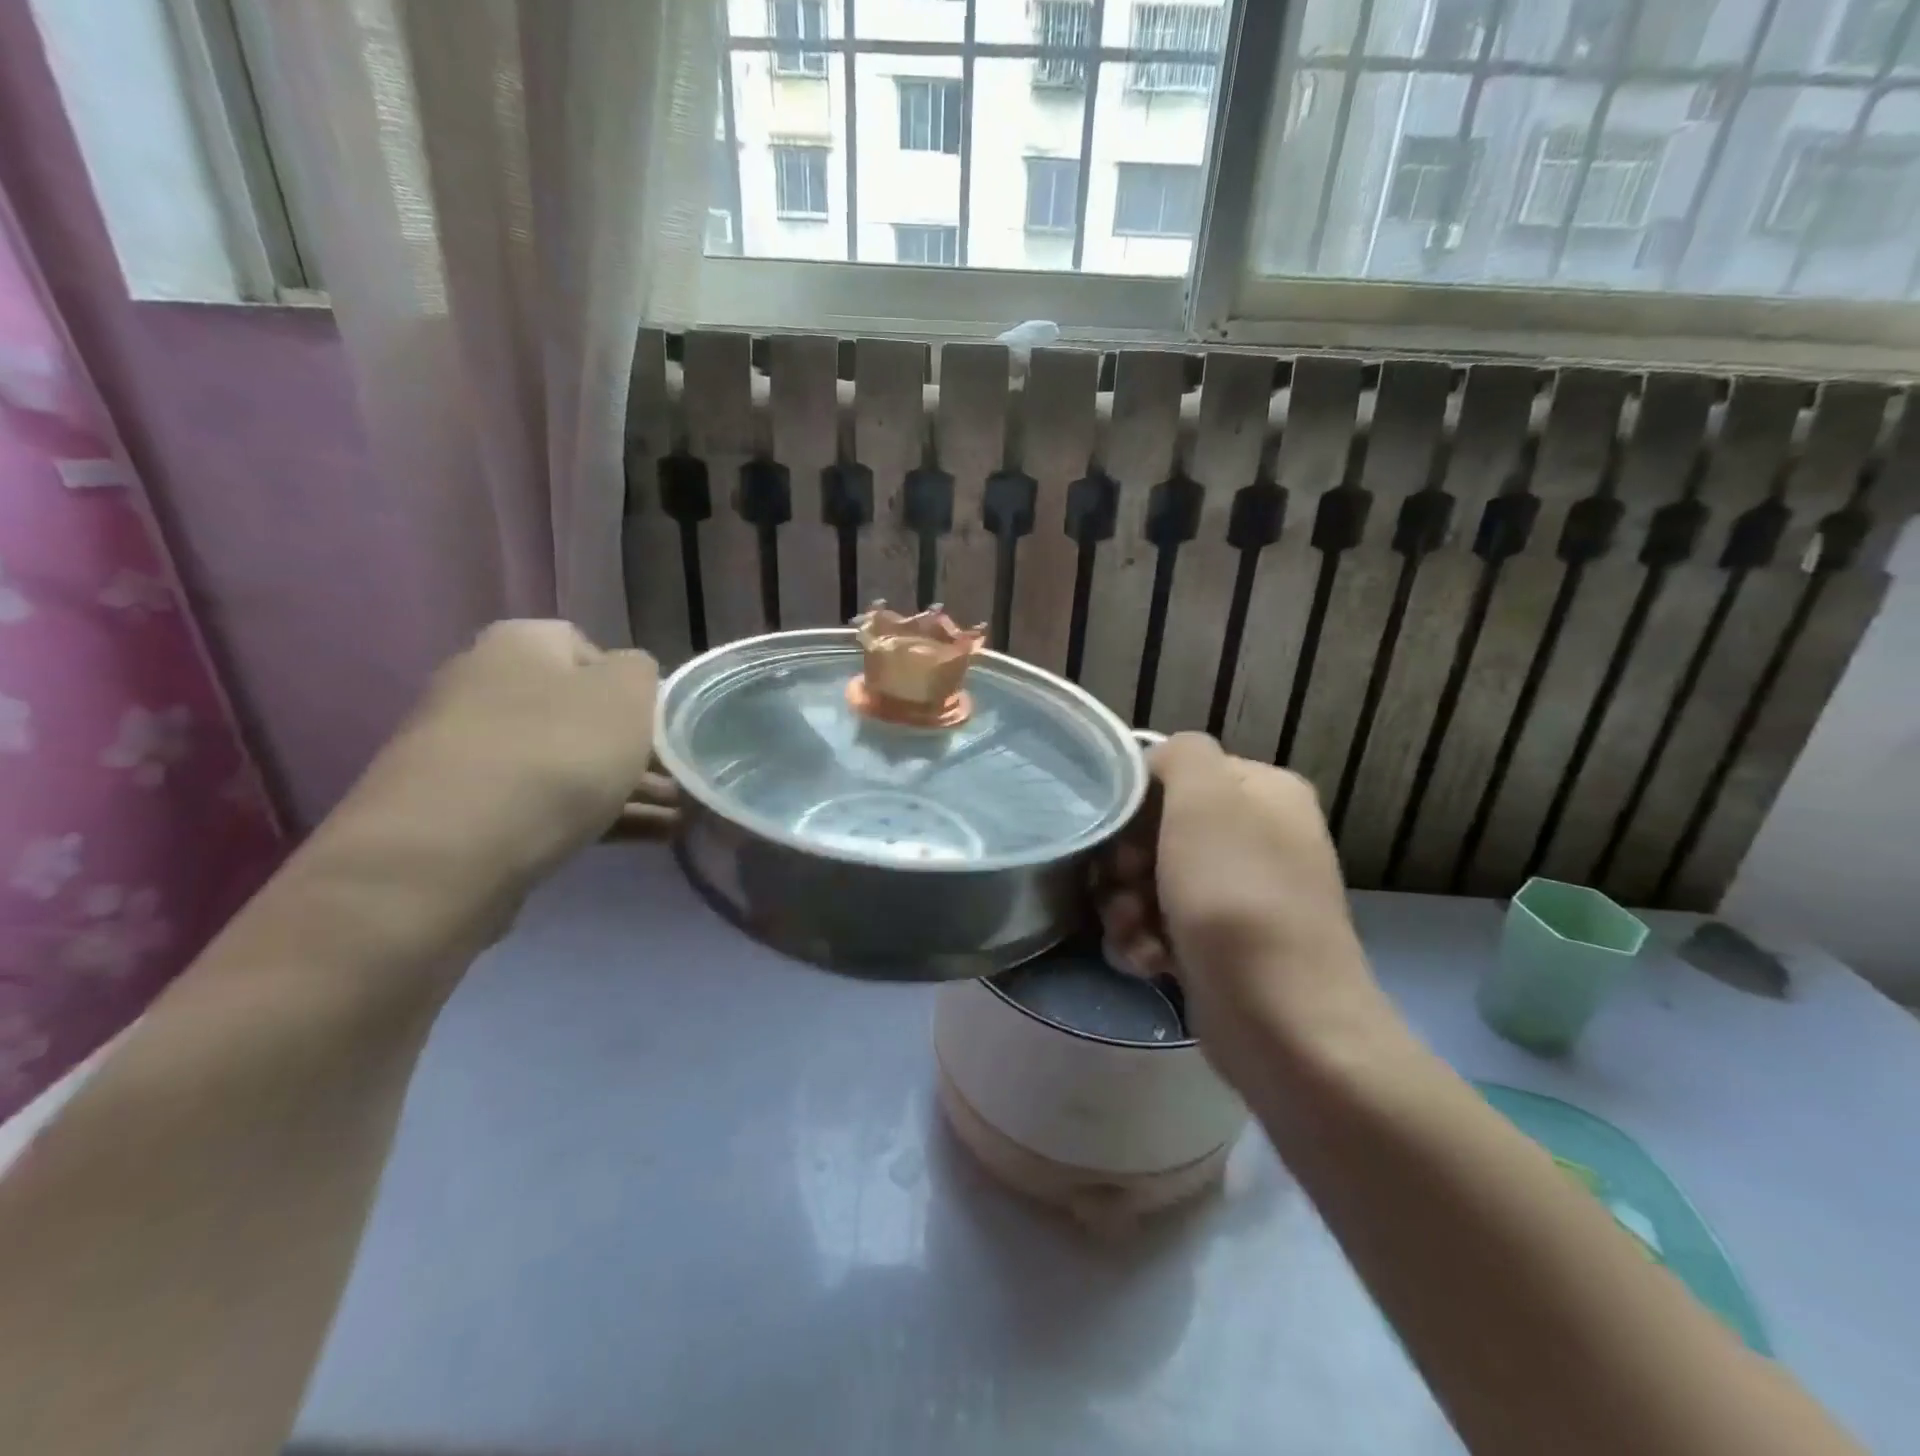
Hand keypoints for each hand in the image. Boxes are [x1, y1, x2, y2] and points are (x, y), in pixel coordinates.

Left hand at [317, 621, 668, 943]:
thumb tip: (630, 681)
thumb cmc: (556, 753)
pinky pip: (549, 804)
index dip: (634, 687)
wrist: (450, 851)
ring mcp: (472, 752)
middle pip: (580, 712)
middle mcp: (487, 687)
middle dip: (635, 748)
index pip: (589, 649)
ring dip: (626, 788)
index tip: (663, 725)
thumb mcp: (625, 694)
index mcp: (520, 644)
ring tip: (678, 818)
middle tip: (679, 779)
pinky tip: (649, 839)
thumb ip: (641, 672)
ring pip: (569, 763)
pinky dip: (598, 817)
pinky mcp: (470, 811)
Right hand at [1097, 733, 1387, 1091]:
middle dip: (1126, 863)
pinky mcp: (1221, 944)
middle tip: (1123, 889)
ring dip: (1126, 906)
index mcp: (1262, 793)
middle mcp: (1256, 837)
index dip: (1136, 802)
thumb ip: (1183, 755)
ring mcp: (1239, 894)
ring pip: (1151, 880)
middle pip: (1157, 829)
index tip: (1120, 837)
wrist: (1282, 1024)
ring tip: (1134, 934)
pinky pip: (1163, 923)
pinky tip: (1148, 962)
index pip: (1175, 772)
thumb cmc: (1237, 899)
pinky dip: (1146, 940)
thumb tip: (1160, 762)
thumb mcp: (1206, 802)